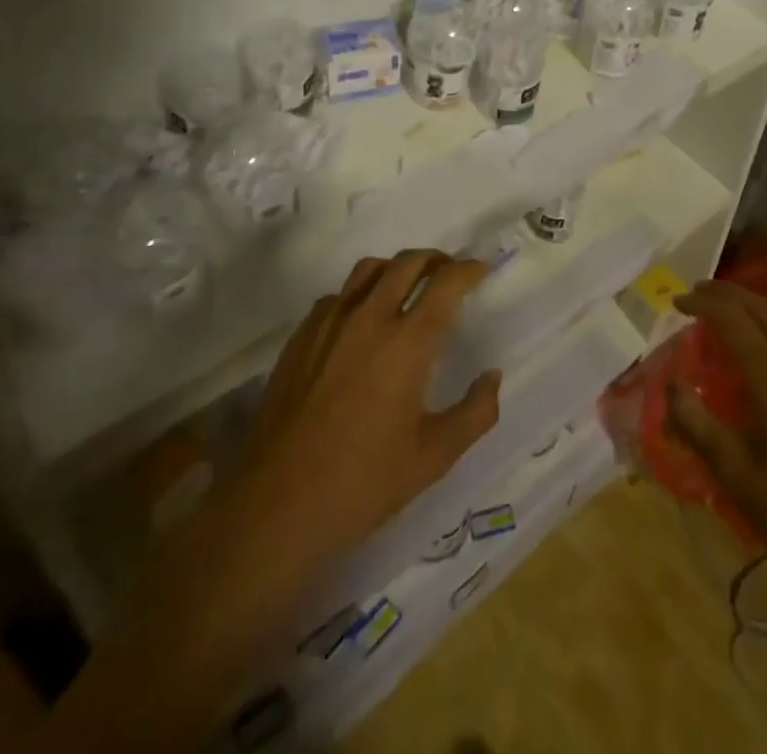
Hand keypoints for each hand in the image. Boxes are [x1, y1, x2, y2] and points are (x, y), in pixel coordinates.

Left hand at [231, 250, 501, 573]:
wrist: (274, 505)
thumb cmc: (361, 483)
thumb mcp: (433, 458)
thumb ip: (475, 413)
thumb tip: (492, 376)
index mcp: (407, 342)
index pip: (446, 282)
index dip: (469, 269)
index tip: (482, 271)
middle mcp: (369, 317)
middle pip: (408, 262)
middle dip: (436, 260)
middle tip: (450, 275)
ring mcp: (329, 323)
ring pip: (369, 269)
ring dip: (397, 269)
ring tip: (409, 289)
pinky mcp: (300, 336)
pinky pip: (338, 295)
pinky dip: (361, 293)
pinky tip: (363, 322)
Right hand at [668, 279, 766, 598]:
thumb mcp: (738, 476)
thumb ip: (698, 424)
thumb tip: (672, 385)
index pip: (733, 320)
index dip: (702, 304)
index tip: (676, 302)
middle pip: (764, 307)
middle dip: (727, 294)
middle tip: (696, 294)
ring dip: (756, 304)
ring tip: (729, 309)